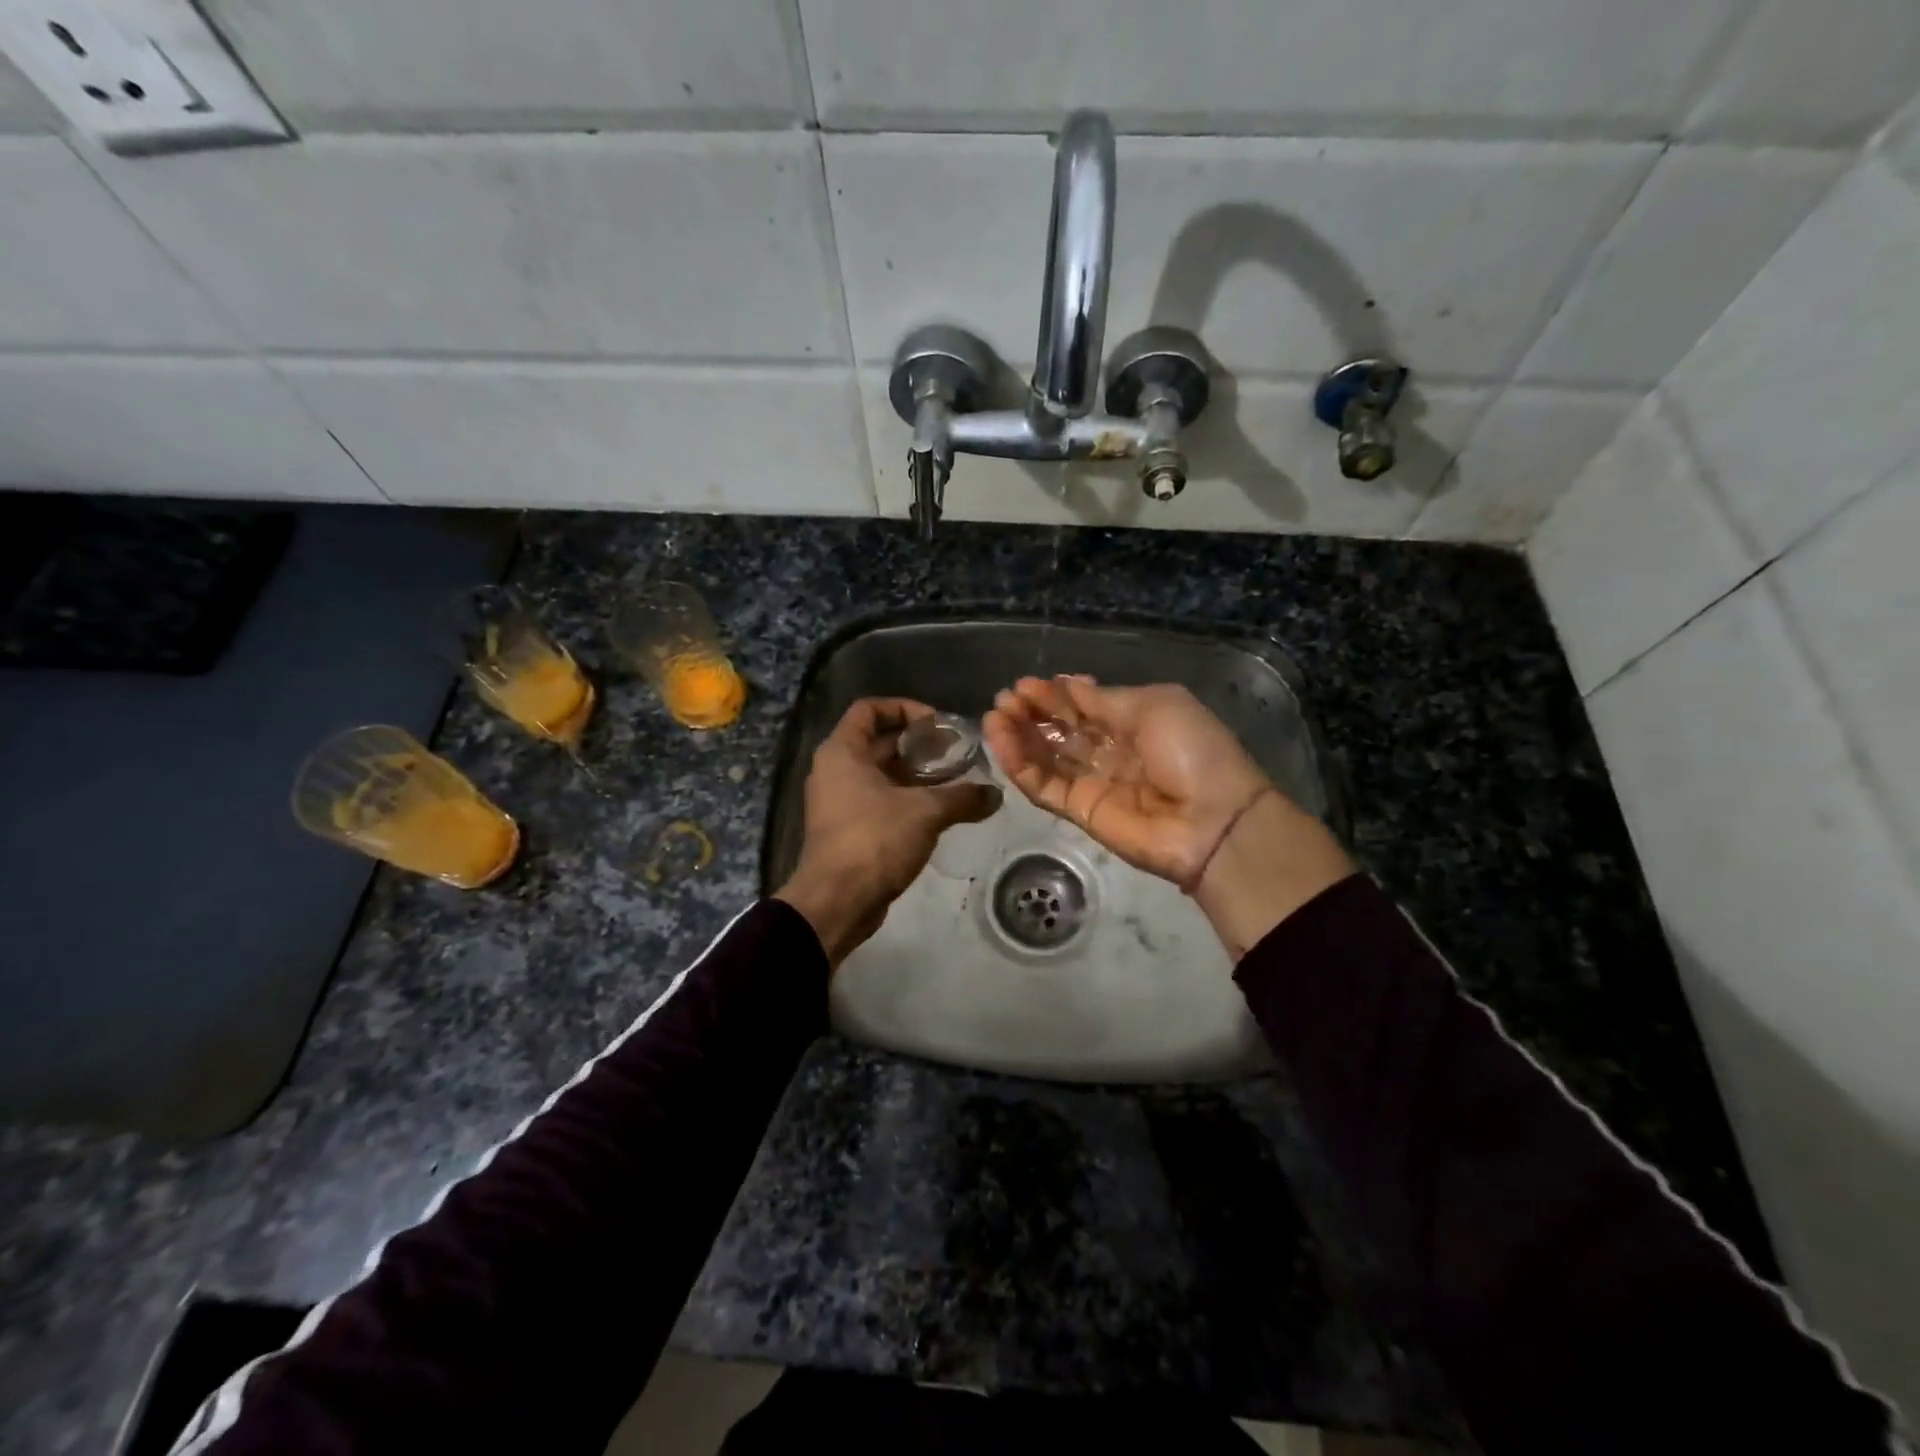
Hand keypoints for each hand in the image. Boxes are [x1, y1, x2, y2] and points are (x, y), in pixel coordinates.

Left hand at [775, 697, 999, 966]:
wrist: (836, 902)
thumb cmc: (874, 840)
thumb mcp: (926, 812)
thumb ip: (963, 797)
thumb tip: (995, 794)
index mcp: (842, 751)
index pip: (869, 709)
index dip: (904, 708)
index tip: (937, 725)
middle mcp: (834, 770)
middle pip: (878, 742)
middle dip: (917, 746)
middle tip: (955, 754)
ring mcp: (837, 801)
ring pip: (880, 774)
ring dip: (915, 775)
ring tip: (954, 782)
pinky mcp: (846, 829)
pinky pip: (877, 801)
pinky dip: (905, 800)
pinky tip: (938, 812)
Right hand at [983, 677, 1352, 955]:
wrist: (1213, 821)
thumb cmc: (1191, 751)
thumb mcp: (1153, 706)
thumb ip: (1103, 700)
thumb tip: (1067, 684)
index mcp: (1134, 721)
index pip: (1083, 705)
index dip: (1053, 695)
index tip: (1024, 685)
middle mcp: (1110, 750)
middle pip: (1061, 730)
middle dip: (1031, 713)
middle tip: (1003, 701)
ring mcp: (1094, 782)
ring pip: (1047, 757)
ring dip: (1018, 737)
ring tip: (993, 718)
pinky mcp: (1080, 812)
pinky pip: (1044, 786)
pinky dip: (1021, 767)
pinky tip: (1002, 745)